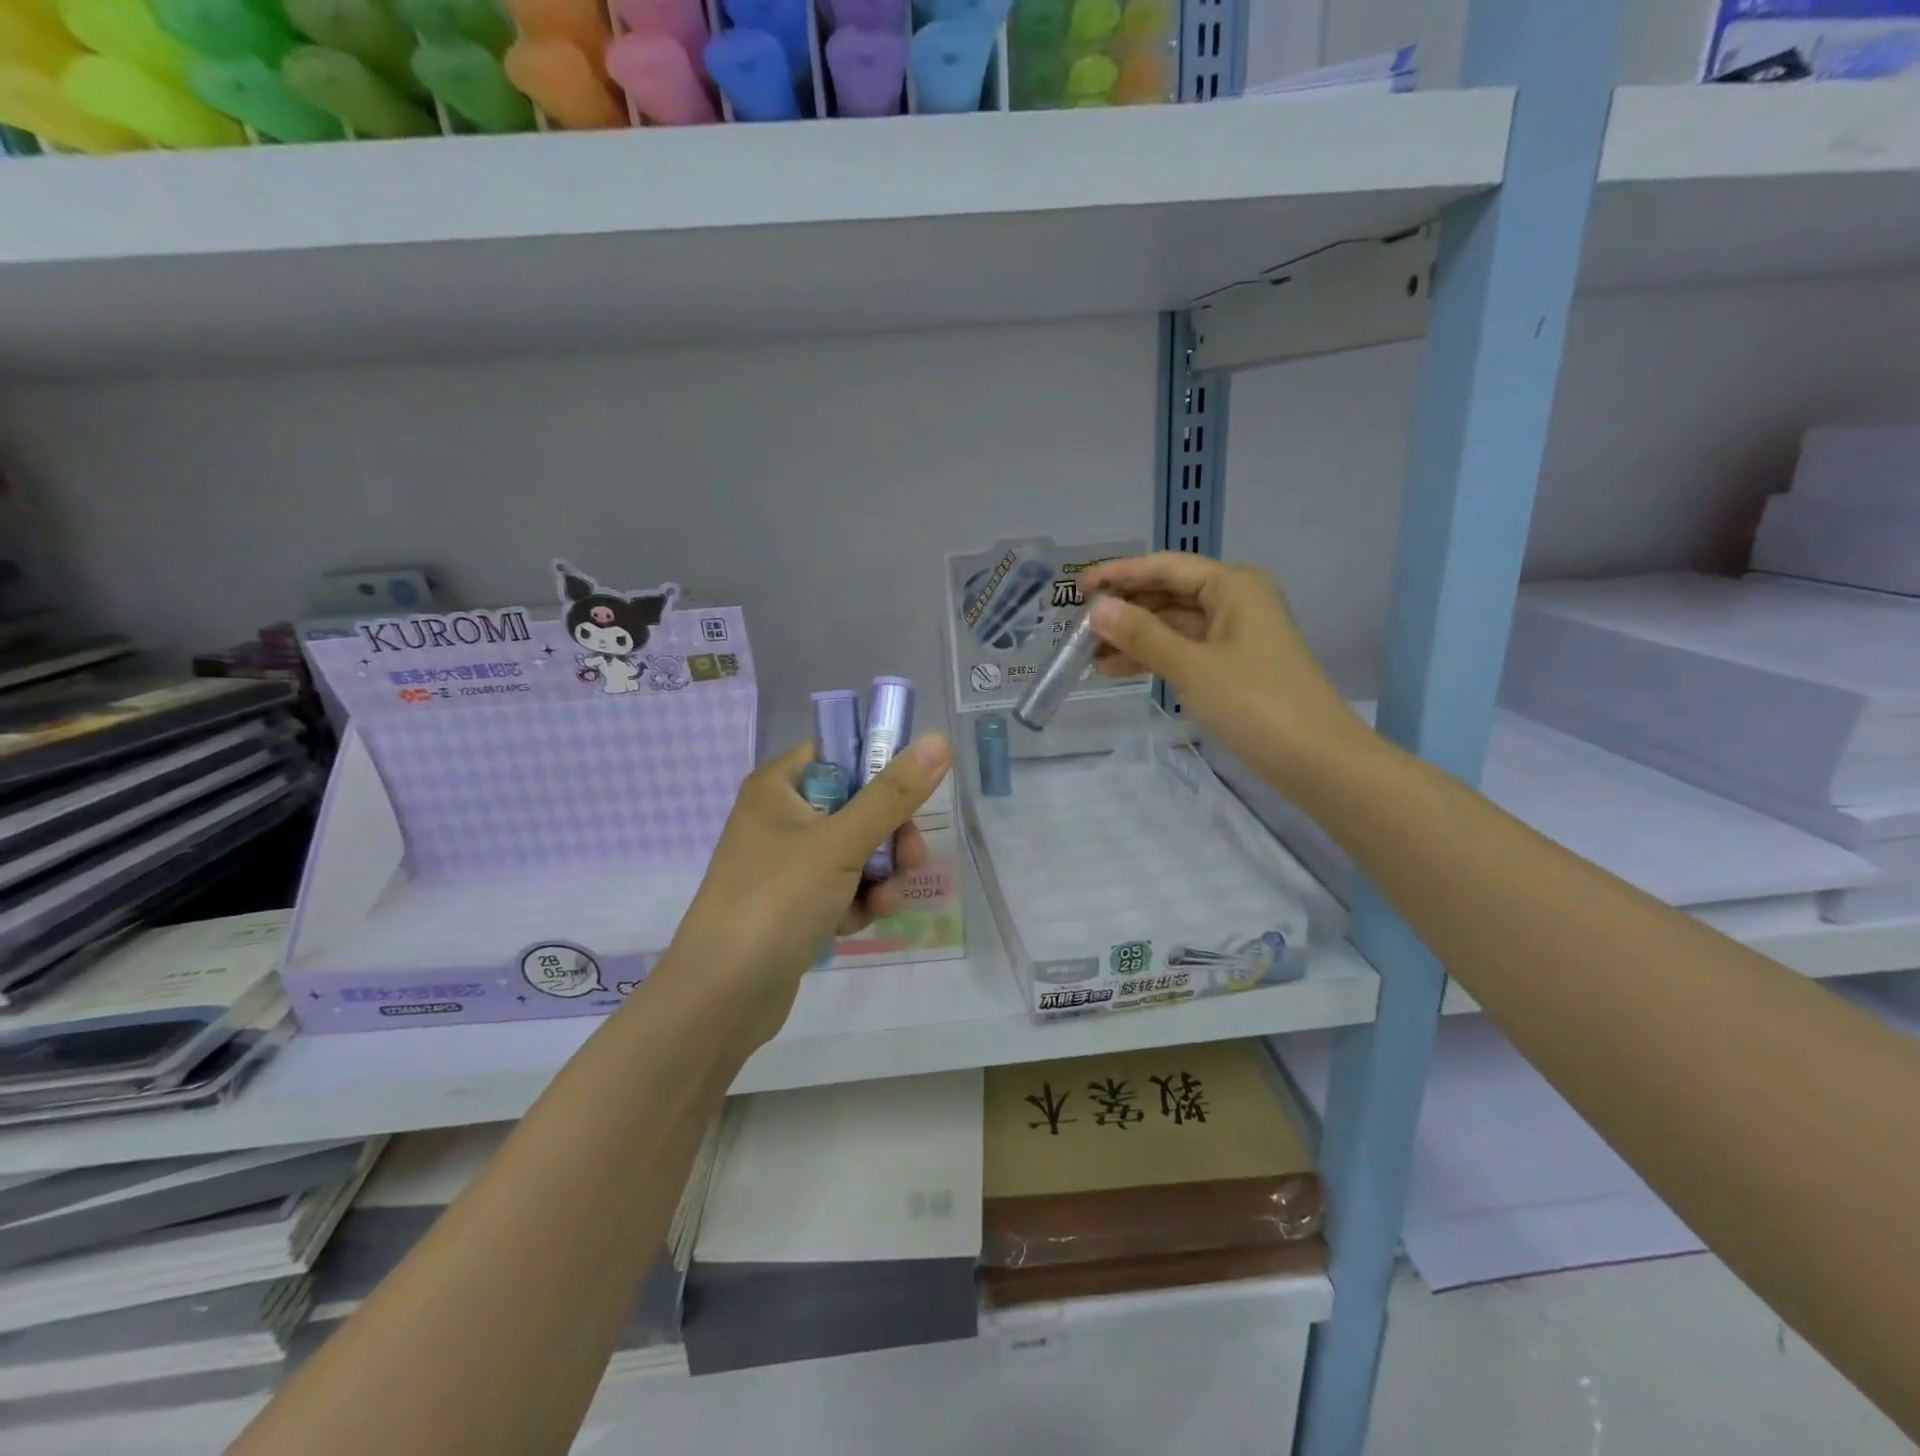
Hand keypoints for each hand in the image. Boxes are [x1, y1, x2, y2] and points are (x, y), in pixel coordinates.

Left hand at [652, 735, 952, 1048]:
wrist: (721, 997)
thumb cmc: (776, 902)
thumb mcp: (840, 843)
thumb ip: (892, 794)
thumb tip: (938, 739)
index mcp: (777, 787)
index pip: (838, 753)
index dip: (879, 767)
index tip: (912, 794)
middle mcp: (780, 818)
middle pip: (856, 806)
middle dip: (889, 835)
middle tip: (911, 860)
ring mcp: (786, 864)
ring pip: (855, 851)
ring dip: (879, 876)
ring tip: (882, 904)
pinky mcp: (794, 903)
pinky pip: (842, 887)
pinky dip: (857, 902)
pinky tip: (857, 925)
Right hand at [1079, 553, 1365, 795]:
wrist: (1315, 759)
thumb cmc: (1254, 703)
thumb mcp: (1191, 666)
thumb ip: (1141, 635)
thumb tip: (1097, 609)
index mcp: (1232, 585)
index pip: (1165, 567)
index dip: (1120, 574)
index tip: (1078, 587)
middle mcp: (1234, 601)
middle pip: (1168, 594)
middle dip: (1124, 610)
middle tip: (1078, 627)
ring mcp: (1234, 635)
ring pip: (1172, 625)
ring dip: (1133, 638)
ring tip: (1088, 656)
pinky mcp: (1232, 666)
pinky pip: (1183, 650)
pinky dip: (1153, 657)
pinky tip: (1118, 670)